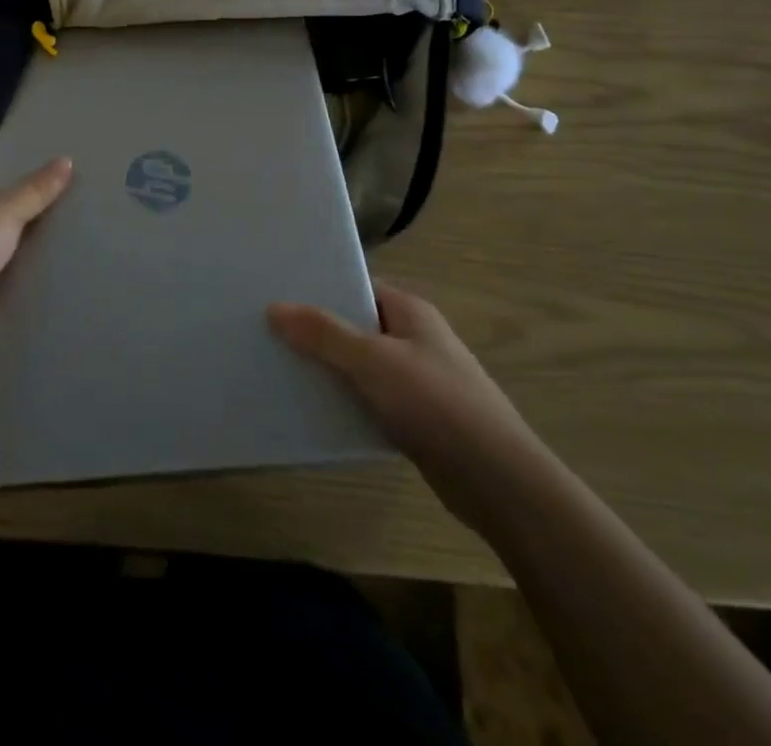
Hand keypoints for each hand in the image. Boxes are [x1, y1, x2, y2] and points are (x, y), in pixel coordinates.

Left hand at [0, 158, 73, 349]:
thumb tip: (68, 159)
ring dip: (20, 262)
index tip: (58, 199)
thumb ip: (37, 191)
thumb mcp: (7, 211)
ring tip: (64, 260)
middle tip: (68, 231)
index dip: (25, 195)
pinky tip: (42, 289)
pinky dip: (14, 289)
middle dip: (26, 230)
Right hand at [268, 283, 545, 536]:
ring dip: (330, 371)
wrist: (498, 482)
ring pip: (362, 367)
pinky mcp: (418, 420)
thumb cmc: (435, 403)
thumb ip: (323, 334)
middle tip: (272, 336)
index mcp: (410, 311)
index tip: (279, 298)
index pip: (358, 288)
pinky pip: (372, 400)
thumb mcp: (372, 361)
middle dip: (319, 333)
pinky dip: (347, 403)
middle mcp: (415, 339)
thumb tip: (274, 308)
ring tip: (283, 372)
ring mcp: (419, 381)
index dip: (321, 291)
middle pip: (356, 327)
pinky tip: (317, 413)